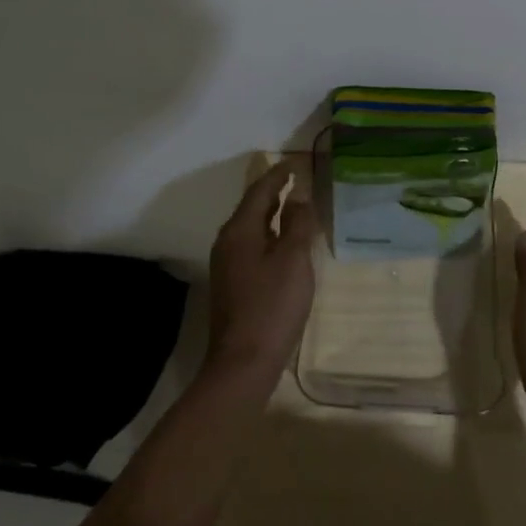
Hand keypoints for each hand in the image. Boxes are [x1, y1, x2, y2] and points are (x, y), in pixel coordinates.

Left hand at [204, 160, 317, 389]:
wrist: (243, 363)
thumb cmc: (272, 306)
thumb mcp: (293, 260)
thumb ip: (297, 224)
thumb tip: (298, 196)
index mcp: (240, 230)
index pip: (260, 191)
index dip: (278, 175)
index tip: (295, 162)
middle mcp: (228, 242)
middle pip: (252, 207)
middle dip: (273, 192)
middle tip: (295, 179)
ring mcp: (227, 265)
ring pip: (251, 228)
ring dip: (271, 214)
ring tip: (293, 206)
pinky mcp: (232, 284)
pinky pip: (251, 246)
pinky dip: (269, 235)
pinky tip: (283, 245)